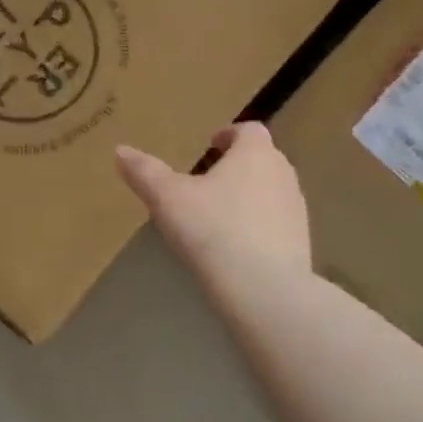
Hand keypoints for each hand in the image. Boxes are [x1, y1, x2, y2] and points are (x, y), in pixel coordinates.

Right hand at [115, 123, 311, 296]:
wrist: (265, 291)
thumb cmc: (214, 230)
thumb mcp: (168, 199)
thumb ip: (144, 172)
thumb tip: (120, 151)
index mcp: (255, 154)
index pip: (249, 130)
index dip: (229, 135)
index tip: (211, 145)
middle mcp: (282, 174)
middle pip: (263, 159)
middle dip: (238, 165)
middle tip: (209, 179)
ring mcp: (297, 210)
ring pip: (272, 191)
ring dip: (250, 196)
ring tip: (220, 214)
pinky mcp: (302, 244)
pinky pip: (278, 224)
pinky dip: (260, 226)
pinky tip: (237, 247)